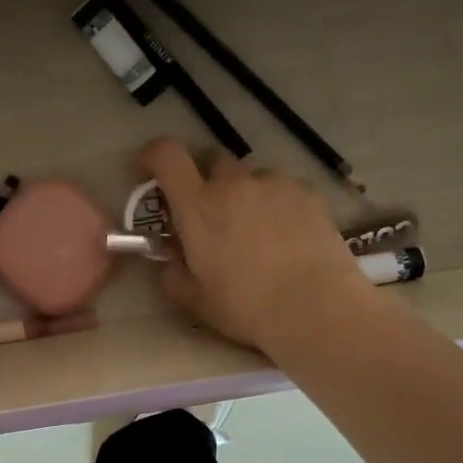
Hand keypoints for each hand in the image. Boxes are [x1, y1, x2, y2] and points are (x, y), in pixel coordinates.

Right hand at [139, 138, 364, 349]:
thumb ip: (173, 276)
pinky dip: (276, 204)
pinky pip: (283, 190)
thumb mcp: (195, 300)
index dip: (153, 156)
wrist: (314, 307)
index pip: (167, 156)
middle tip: (209, 212)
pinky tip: (286, 237)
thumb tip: (170, 264)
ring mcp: (274, 184)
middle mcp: (233, 183)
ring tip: (255, 230)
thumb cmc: (244, 305)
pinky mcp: (308, 194)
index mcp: (197, 206)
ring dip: (244, 194)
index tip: (149, 170)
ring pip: (251, 176)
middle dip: (205, 179)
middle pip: (212, 160)